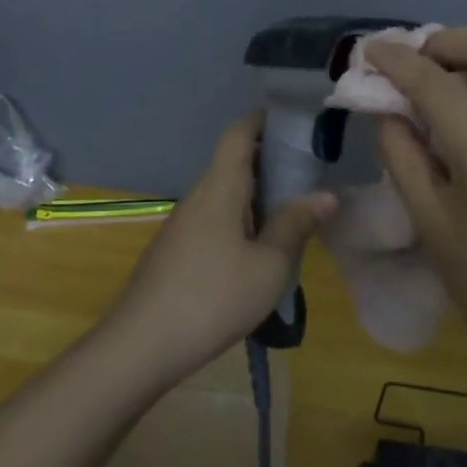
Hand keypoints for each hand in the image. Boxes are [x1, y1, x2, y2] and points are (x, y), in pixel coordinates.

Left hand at [102, 114, 335, 384]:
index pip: (238, 134)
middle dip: (270, 162)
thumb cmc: (213, 298)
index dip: (263, 121)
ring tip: (292, 214)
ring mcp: (182, 225)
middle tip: (309, 175)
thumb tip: (325, 195)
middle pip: (233, 163)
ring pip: (224, 195)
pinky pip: (214, 220)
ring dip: (257, 196)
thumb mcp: (269, 266)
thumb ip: (296, 226)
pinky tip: (258, 251)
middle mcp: (198, 197)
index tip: (295, 123)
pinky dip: (241, 220)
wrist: (141, 345)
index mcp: (220, 188)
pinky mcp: (175, 251)